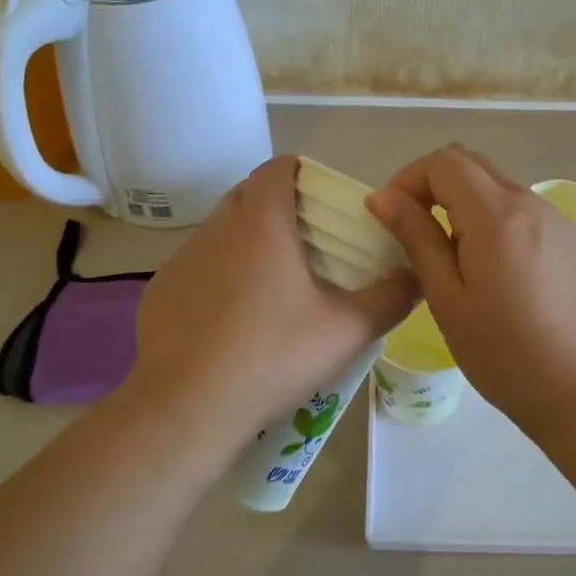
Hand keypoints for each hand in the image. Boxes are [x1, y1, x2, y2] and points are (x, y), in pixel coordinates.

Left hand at [123, 155, 418, 453]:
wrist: (186, 407)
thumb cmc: (272, 356)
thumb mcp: (347, 330)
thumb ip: (391, 297)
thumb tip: (416, 275)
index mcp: (261, 222)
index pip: (276, 168)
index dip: (301, 172)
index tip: (323, 198)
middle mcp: (216, 228)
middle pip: (247, 194)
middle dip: (276, 204)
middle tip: (307, 241)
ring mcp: (181, 259)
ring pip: (219, 231)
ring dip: (245, 241)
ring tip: (272, 283)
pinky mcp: (159, 291)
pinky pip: (196, 267)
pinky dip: (217, 275)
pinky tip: (231, 318)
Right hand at [367, 145, 575, 428]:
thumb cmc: (500, 352)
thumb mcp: (446, 296)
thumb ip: (416, 237)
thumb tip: (382, 197)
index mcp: (497, 215)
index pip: (444, 162)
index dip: (409, 179)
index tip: (393, 217)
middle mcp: (531, 202)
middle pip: (471, 163)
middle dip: (433, 183)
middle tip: (413, 228)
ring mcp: (555, 217)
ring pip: (496, 183)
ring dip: (462, 200)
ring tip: (449, 253)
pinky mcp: (568, 237)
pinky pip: (520, 206)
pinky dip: (491, 215)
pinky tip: (488, 264)